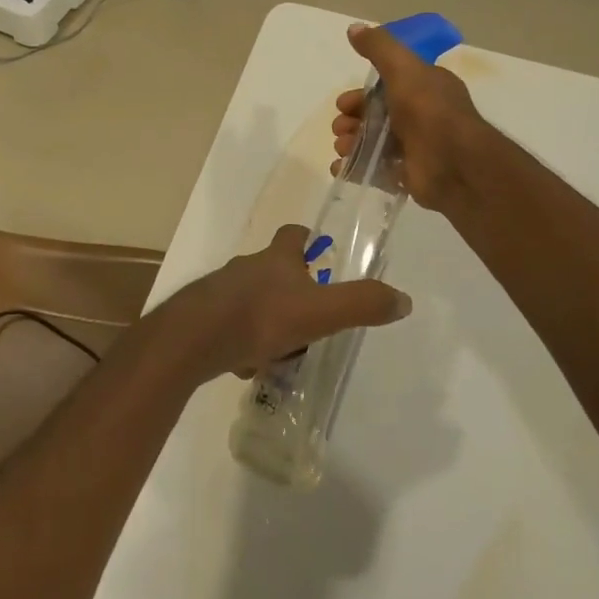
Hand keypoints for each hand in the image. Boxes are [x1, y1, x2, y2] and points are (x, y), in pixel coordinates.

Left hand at [167, 224, 411, 380]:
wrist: (194, 339)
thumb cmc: (261, 317)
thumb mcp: (320, 312)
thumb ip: (362, 304)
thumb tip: (403, 299)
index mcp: (275, 259)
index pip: (292, 235)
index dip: (306, 239)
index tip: (318, 251)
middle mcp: (246, 268)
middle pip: (272, 270)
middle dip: (291, 289)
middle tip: (310, 316)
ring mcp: (220, 293)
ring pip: (251, 301)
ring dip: (267, 320)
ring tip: (281, 350)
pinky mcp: (203, 319)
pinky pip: (230, 328)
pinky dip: (242, 342)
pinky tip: (248, 364)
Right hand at [332, 22, 488, 209]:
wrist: (453, 163)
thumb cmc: (429, 111)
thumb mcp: (403, 68)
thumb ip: (379, 47)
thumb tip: (354, 27)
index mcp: (425, 87)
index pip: (386, 86)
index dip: (361, 94)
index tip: (343, 103)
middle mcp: (421, 115)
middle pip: (375, 115)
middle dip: (351, 119)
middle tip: (340, 127)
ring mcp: (414, 147)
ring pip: (372, 141)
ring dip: (350, 142)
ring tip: (342, 148)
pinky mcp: (407, 174)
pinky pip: (374, 169)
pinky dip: (354, 168)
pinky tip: (340, 167)